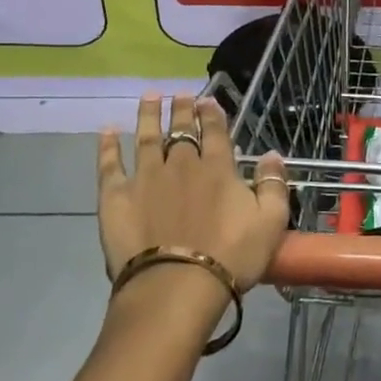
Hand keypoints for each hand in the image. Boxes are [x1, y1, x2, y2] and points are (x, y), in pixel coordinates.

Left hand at [97, 94, 289, 290]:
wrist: (176, 285)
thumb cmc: (231, 256)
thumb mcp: (270, 222)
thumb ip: (273, 184)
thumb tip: (272, 154)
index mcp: (218, 169)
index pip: (215, 132)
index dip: (212, 114)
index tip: (208, 100)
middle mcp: (180, 164)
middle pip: (181, 130)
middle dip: (182, 109)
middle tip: (180, 94)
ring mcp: (145, 178)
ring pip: (146, 137)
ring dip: (149, 115)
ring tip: (150, 96)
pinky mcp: (116, 197)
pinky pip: (109, 165)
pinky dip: (107, 147)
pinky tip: (106, 132)